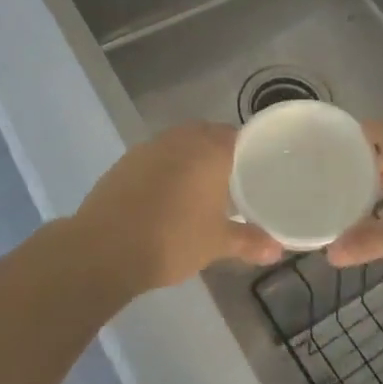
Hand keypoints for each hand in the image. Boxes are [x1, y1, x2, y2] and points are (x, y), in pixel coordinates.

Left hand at [74, 123, 283, 291]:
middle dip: (220, 151)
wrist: (104, 249)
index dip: (250, 149)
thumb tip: (278, 249)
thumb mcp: (216, 244)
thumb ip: (249, 241)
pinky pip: (156, 156)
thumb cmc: (172, 240)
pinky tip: (167, 195)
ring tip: (201, 188)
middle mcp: (180, 140)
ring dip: (191, 158)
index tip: (259, 167)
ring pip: (180, 143)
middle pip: (208, 134)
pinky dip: (166, 168)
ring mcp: (148, 148)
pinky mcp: (125, 162)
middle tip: (233, 179)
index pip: (238, 135)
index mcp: (209, 150)